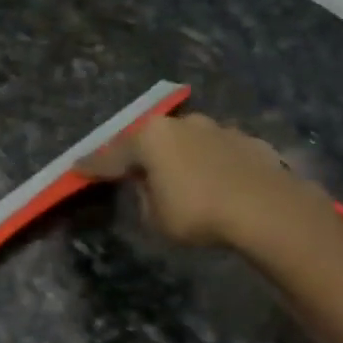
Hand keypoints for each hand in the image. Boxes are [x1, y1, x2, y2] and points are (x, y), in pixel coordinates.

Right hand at [78, 111, 338, 249]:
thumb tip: (150, 185)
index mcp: (151, 139)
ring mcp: (217, 128)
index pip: (111, 155)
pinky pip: (216, 152)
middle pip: (150, 140)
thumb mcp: (155, 218)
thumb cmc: (198, 214)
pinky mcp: (247, 140)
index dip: (91, 165)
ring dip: (178, 158)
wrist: (266, 208)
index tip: (76, 167)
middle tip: (128, 170)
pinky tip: (215, 182)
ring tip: (178, 178)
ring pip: (186, 142)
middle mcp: (181, 124)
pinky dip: (209, 164)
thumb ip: (145, 196)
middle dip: (139, 155)